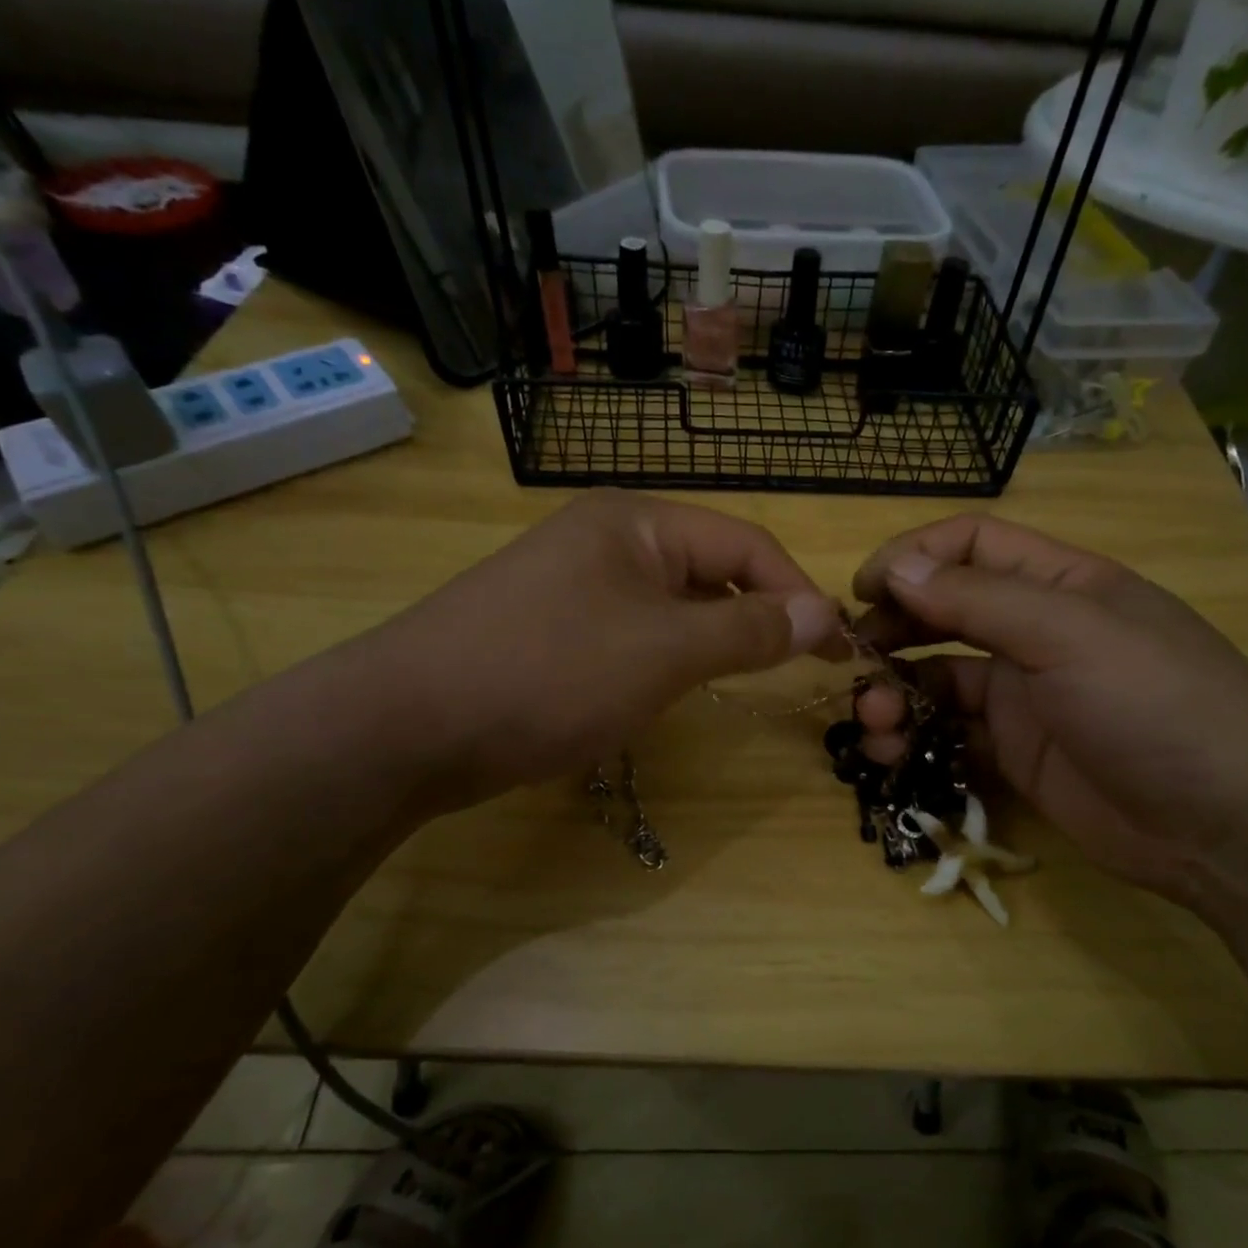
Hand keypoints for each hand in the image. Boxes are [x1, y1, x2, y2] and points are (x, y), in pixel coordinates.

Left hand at [351, 491, 839, 806]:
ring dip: (711, 641)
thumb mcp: (665, 651)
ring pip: (671, 607)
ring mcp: (574, 585)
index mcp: (636, 522)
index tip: (838, 647)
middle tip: (796, 668)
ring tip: (739, 680)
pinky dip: (665, 659)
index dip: (798, 593)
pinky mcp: (552, 629)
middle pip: (708, 571)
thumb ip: (749, 630)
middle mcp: (606, 539)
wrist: (409, 725)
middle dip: (756, 618)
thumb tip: (823, 614)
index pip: (744, 546)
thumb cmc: (550, 673)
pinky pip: (633, 634)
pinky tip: (668, 690)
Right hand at [851, 515, 1247, 918]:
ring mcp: (1026, 696)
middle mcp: (1038, 632)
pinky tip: (892, 754)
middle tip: (854, 659)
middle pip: (946, 611)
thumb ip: (978, 599)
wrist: (1229, 828)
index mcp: (1060, 584)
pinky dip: (916, 739)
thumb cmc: (1156, 706)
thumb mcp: (1069, 635)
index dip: (914, 557)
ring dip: (897, 691)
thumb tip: (896, 567)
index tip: (863, 590)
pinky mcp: (1018, 753)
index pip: (972, 545)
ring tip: (873, 721)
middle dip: (894, 628)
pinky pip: (951, 734)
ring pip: (940, 677)